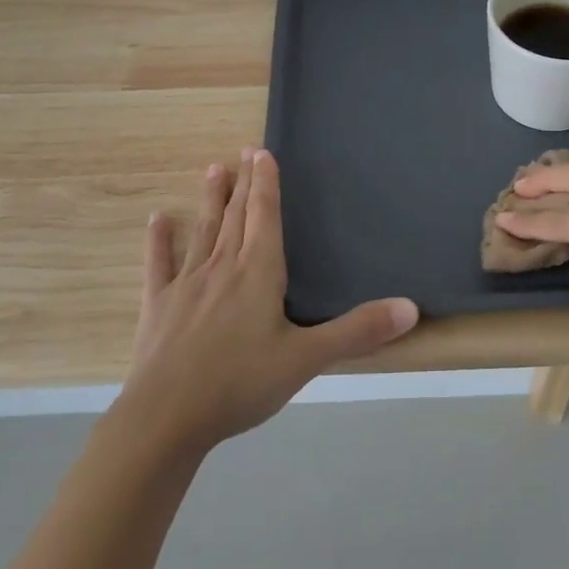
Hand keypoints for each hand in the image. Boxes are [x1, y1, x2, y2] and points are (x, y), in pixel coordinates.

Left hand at [116, 148, 419, 455]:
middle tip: (244, 151)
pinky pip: (160, 265)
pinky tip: (157, 219)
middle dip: (244, 183)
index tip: (262, 152)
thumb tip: (411, 307)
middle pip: (237, 216)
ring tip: (213, 169)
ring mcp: (187, 284)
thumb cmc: (241, 382)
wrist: (166, 417)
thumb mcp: (306, 359)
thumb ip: (358, 331)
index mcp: (258, 272)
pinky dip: (160, 241)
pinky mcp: (158, 306)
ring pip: (204, 231)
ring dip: (210, 200)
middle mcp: (223, 267)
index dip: (266, 183)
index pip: (265, 216)